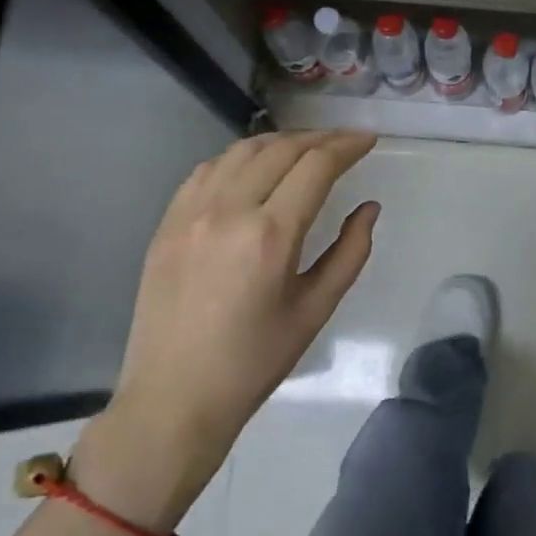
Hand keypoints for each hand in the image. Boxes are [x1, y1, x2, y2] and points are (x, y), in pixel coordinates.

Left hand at [73, 131, 379, 530]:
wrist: (174, 397)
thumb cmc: (255, 361)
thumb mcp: (316, 309)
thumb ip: (350, 252)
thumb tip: (369, 208)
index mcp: (270, 235)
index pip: (315, 166)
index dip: (347, 146)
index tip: (368, 140)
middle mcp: (228, 211)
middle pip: (279, 149)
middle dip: (318, 139)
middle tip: (344, 143)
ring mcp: (190, 213)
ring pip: (240, 151)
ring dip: (279, 142)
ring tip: (304, 150)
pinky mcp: (167, 223)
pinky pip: (206, 170)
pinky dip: (239, 158)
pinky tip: (254, 168)